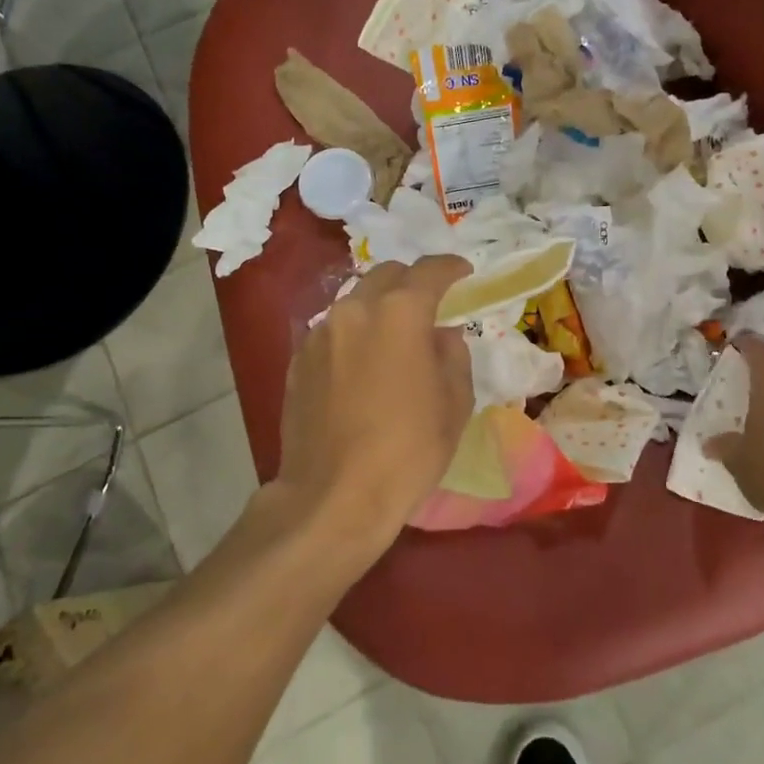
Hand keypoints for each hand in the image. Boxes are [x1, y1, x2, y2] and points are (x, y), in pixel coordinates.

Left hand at [274, 256, 474, 562]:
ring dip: (380, 307)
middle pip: (387, 275)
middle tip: (430, 304)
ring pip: (356, 301)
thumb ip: (453, 354)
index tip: (464, 272)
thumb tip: (441, 335)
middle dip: (412, 282)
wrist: (333, 496)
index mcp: (400, 314)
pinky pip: (333, 330)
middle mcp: (355, 309)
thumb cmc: (407, 450)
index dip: (452, 268)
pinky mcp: (298, 359)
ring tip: (394, 336)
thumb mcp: (454, 403)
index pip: (430, 271)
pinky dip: (354, 333)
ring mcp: (320, 333)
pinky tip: (362, 363)